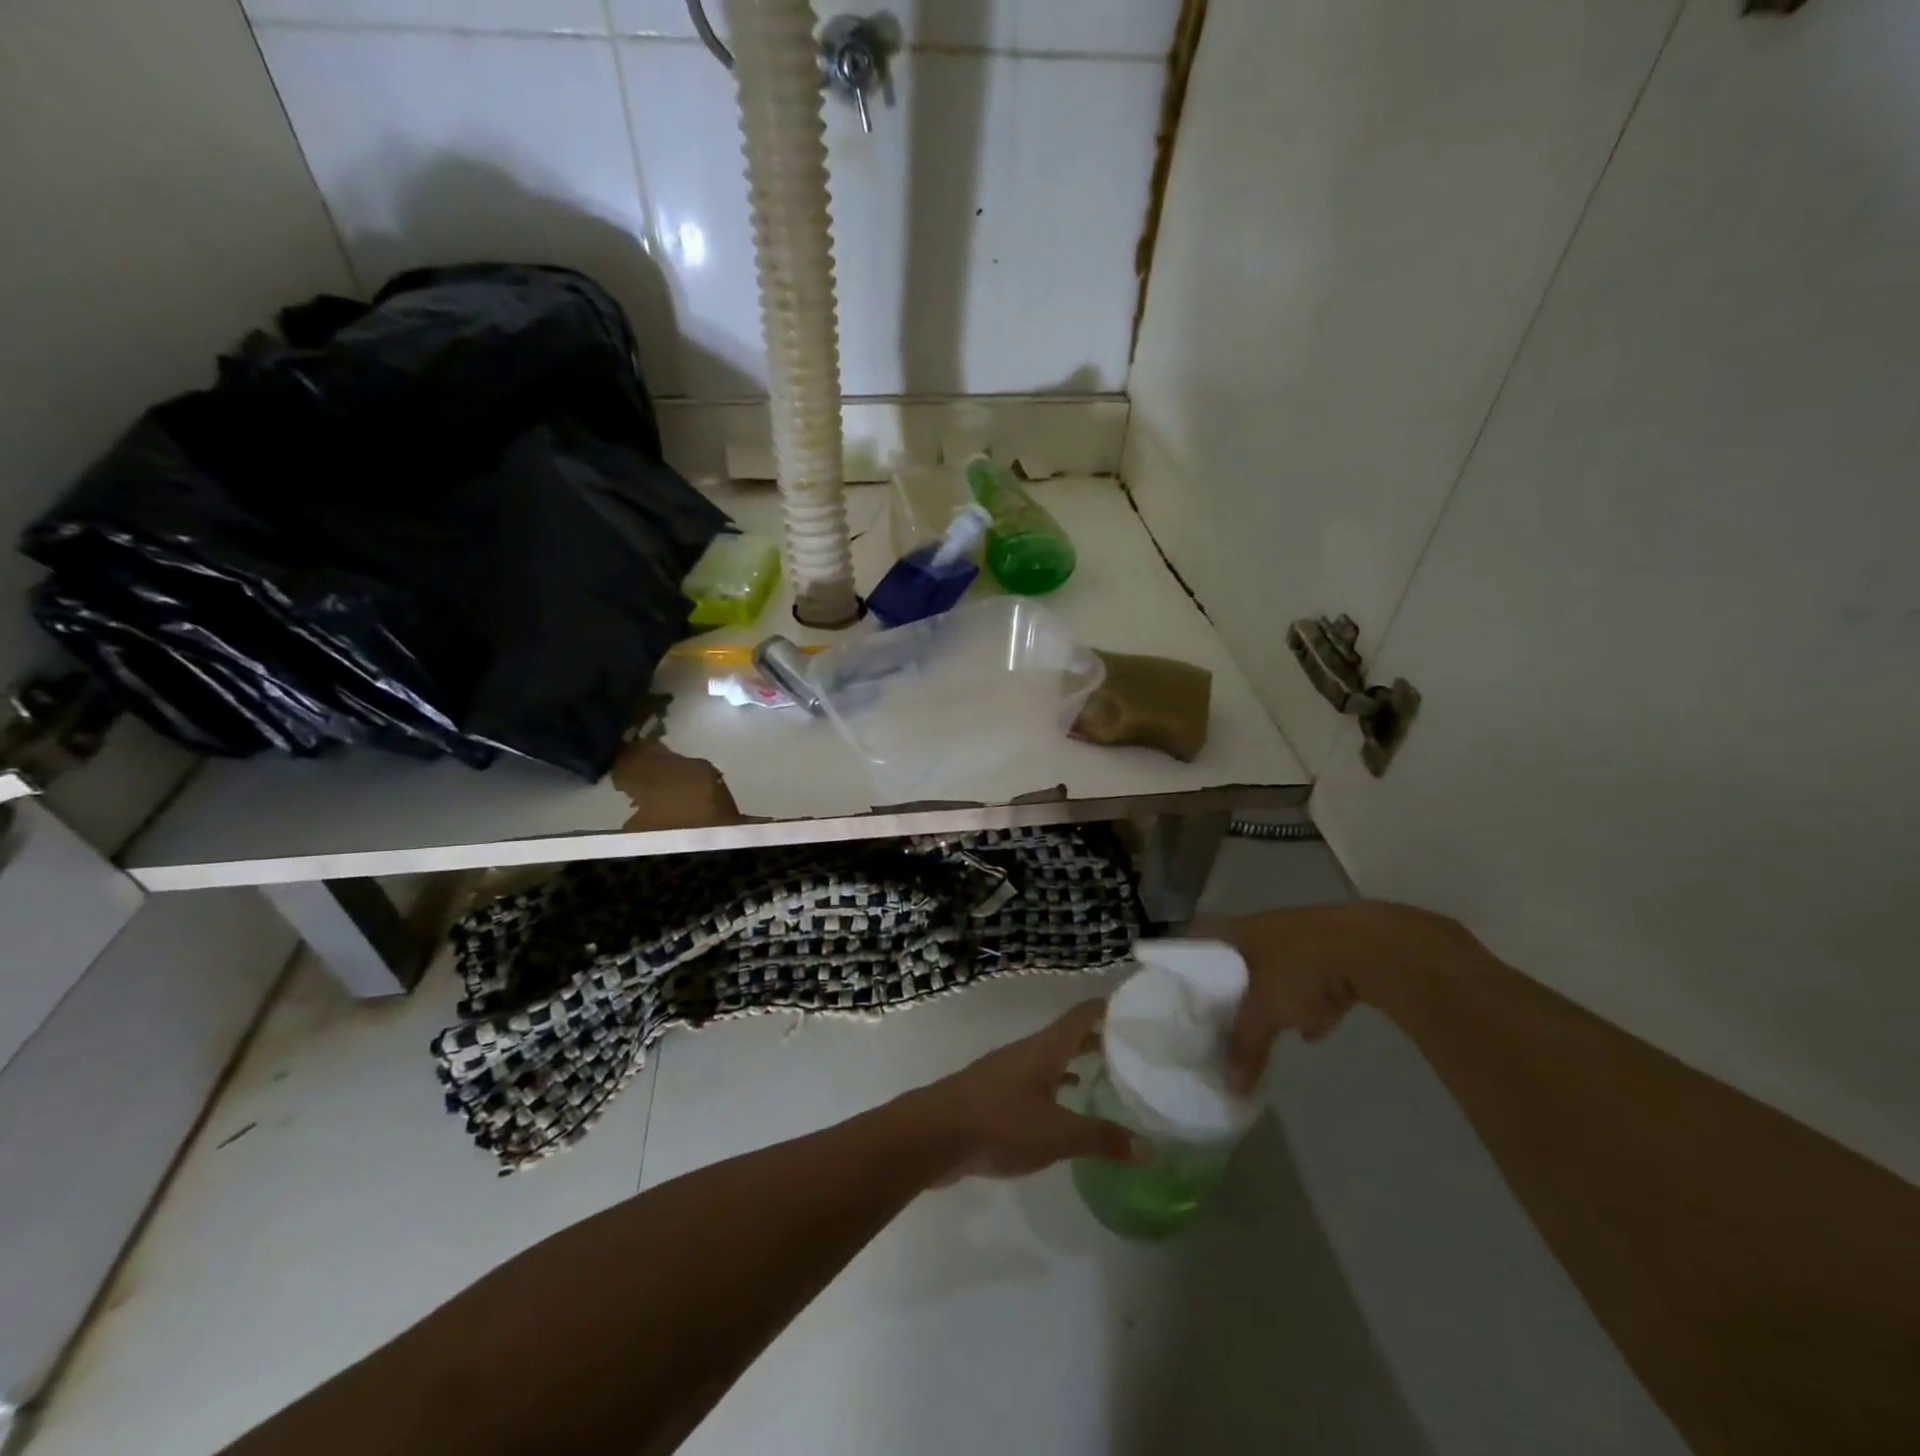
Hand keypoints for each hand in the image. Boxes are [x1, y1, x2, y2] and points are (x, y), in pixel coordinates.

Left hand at [905, 1001, 1147, 1180]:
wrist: (933, 1134)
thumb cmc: (999, 1123)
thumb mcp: (1057, 1134)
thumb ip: (1102, 1139)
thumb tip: (1152, 1149)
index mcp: (1045, 1049)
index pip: (1082, 1015)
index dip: (1107, 1006)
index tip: (1136, 1004)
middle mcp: (1028, 1052)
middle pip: (1067, 1036)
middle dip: (1098, 1037)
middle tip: (1132, 1044)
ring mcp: (1008, 1071)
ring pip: (1051, 1058)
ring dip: (1077, 1061)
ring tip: (1107, 1072)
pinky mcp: (995, 1094)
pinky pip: (1036, 1081)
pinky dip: (1057, 1086)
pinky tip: (1066, 1104)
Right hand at [1209, 902, 1465, 1093]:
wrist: (1373, 948)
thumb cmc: (1301, 967)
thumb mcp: (1266, 1010)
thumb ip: (1245, 1044)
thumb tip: (1230, 1086)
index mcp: (1239, 931)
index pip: (1201, 936)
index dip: (1188, 958)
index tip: (1179, 984)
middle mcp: (1266, 929)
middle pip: (1237, 956)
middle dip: (1229, 983)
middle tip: (1217, 1013)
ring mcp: (1303, 939)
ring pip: (1275, 968)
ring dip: (1271, 994)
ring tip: (1265, 1026)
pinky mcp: (1336, 953)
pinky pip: (1311, 980)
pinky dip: (1309, 1003)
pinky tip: (1314, 1028)